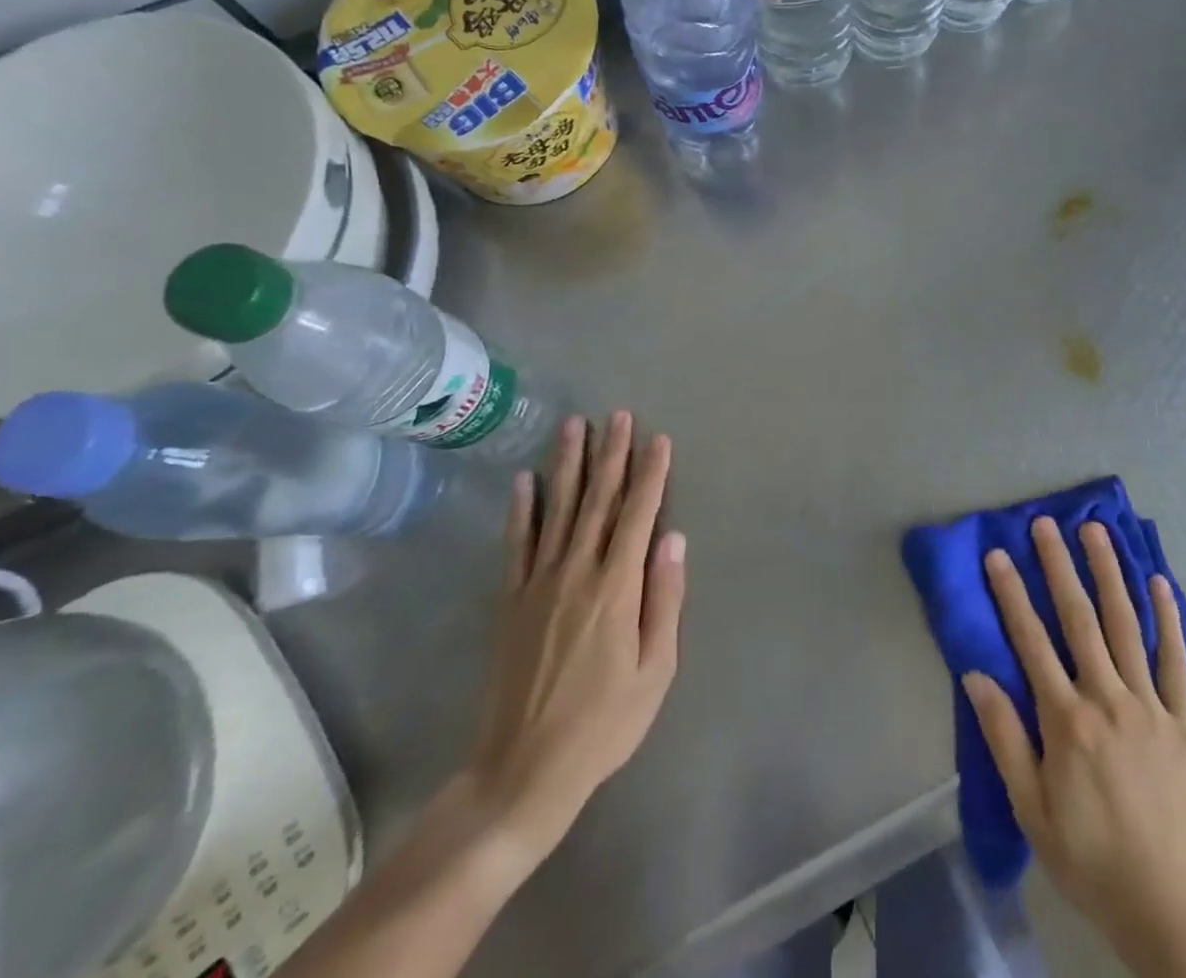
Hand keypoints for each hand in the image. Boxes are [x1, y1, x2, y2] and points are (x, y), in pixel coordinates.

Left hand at [456, 411, 685, 881]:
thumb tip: (674, 538)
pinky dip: (521, 509)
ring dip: (568, 465)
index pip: (638, 514)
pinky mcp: (510, 601)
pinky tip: (524, 480)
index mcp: (616, 588)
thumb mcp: (655, 669)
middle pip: (598, 500)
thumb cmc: (604, 723)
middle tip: (618, 416)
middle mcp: (576, 572)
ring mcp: (538, 584)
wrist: (523, 770)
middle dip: (611, 454)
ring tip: (574, 426)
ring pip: (558, 510)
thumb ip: (664, 599)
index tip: (659, 439)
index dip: (650, 474)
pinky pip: (516, 544)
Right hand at [963, 518, 1185, 977]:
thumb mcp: (1033, 812)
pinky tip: (1160, 583)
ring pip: (1127, 625)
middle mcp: (1108, 700)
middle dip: (1059, 566)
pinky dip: (1169, 619)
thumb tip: (975, 676)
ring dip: (1110, 574)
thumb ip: (1005, 739)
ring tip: (1096, 532)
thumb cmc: (1092, 863)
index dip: (1011, 594)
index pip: (1031, 642)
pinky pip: (1176, 661)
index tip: (998, 554)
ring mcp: (1151, 707)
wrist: (1175, 913)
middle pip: (1079, 620)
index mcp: (1067, 722)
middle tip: (1045, 523)